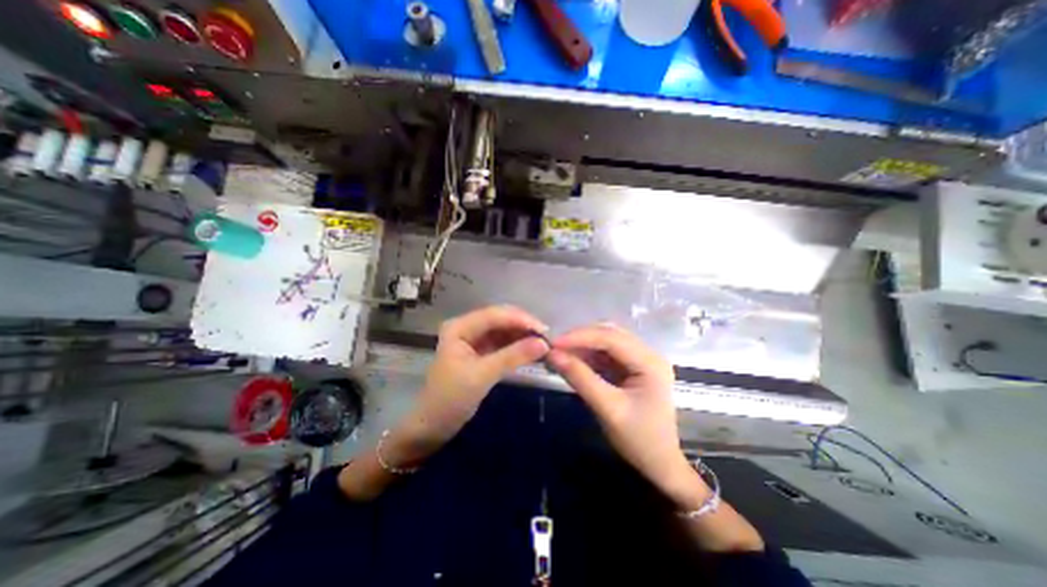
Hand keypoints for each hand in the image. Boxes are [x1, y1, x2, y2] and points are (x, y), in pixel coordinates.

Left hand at [404, 307, 549, 445]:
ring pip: (504, 330)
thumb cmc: (451, 399)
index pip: (495, 315)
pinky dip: (518, 346)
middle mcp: (467, 327)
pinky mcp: (481, 351)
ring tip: (545, 344)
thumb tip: (544, 343)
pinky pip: (503, 342)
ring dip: (523, 336)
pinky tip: (532, 350)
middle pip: (501, 319)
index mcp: (460, 326)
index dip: (521, 320)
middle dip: (524, 326)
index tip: (545, 331)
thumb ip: (513, 356)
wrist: (433, 426)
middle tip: (548, 338)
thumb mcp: (482, 376)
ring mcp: (474, 338)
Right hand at [549, 326, 692, 500]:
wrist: (659, 465)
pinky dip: (587, 355)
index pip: (611, 338)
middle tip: (555, 347)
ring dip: (582, 345)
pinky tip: (572, 360)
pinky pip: (605, 354)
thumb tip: (553, 355)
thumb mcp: (608, 409)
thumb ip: (581, 379)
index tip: (554, 343)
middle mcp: (648, 354)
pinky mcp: (631, 368)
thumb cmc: (639, 440)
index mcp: (650, 362)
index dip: (581, 337)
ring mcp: (640, 360)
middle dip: (581, 338)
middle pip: (609, 334)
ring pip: (606, 341)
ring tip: (559, 353)